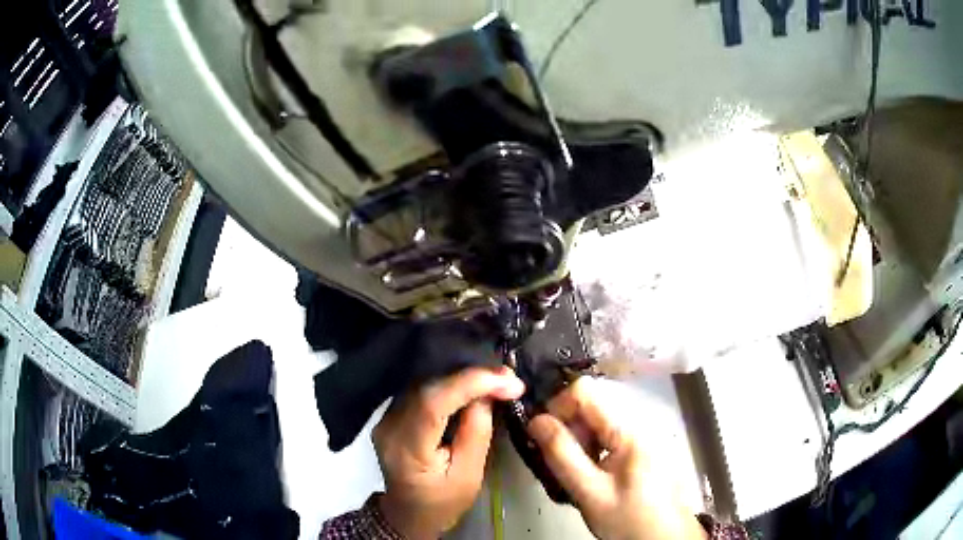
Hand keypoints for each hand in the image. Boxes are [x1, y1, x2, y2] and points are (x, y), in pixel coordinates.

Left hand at [373, 367, 524, 538]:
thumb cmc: (443, 502)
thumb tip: (488, 394)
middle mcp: (389, 426)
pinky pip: (422, 390)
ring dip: (462, 378)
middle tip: (508, 377)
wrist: (410, 512)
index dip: (471, 384)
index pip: (432, 404)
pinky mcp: (391, 414)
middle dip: (472, 377)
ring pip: (425, 384)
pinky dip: (450, 385)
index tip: (508, 381)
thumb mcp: (469, 476)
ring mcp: (386, 418)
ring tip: (496, 379)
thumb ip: (476, 433)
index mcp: (406, 449)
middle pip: (428, 388)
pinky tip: (472, 386)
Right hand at [528, 378, 705, 539]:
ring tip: (575, 474)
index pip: (584, 390)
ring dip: (577, 443)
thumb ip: (562, 455)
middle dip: (567, 430)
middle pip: (590, 406)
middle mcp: (636, 424)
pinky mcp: (639, 449)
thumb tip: (536, 421)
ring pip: (596, 423)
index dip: (557, 408)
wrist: (664, 537)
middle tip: (559, 464)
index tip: (544, 438)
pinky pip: (607, 438)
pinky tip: (591, 477)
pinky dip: (591, 451)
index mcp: (628, 430)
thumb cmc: (630, 518)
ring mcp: (640, 436)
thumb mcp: (590, 492)